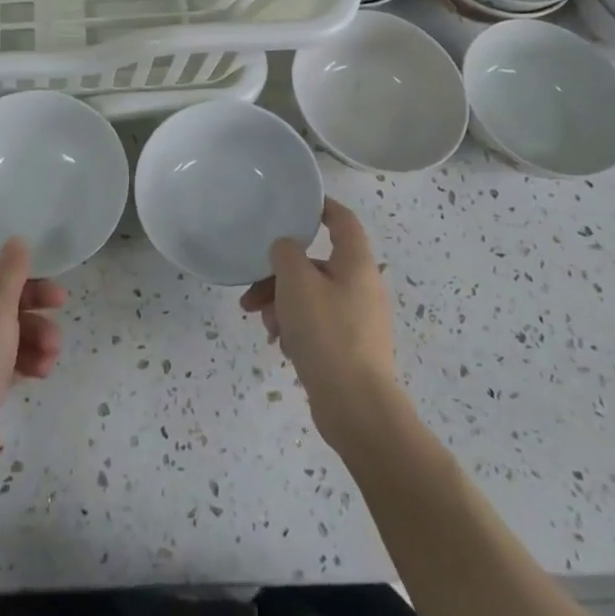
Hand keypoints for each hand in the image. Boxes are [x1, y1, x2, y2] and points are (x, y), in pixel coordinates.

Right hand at [241, 198, 400, 447]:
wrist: (357, 409)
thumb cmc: (327, 333)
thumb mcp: (296, 282)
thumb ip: (285, 253)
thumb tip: (286, 249)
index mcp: (356, 263)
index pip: (342, 220)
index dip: (320, 207)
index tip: (293, 206)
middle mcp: (362, 286)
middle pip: (316, 264)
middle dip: (280, 274)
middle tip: (252, 291)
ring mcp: (358, 319)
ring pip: (312, 296)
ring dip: (282, 303)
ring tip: (263, 324)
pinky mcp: (351, 348)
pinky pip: (318, 324)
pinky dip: (296, 327)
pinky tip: (280, 344)